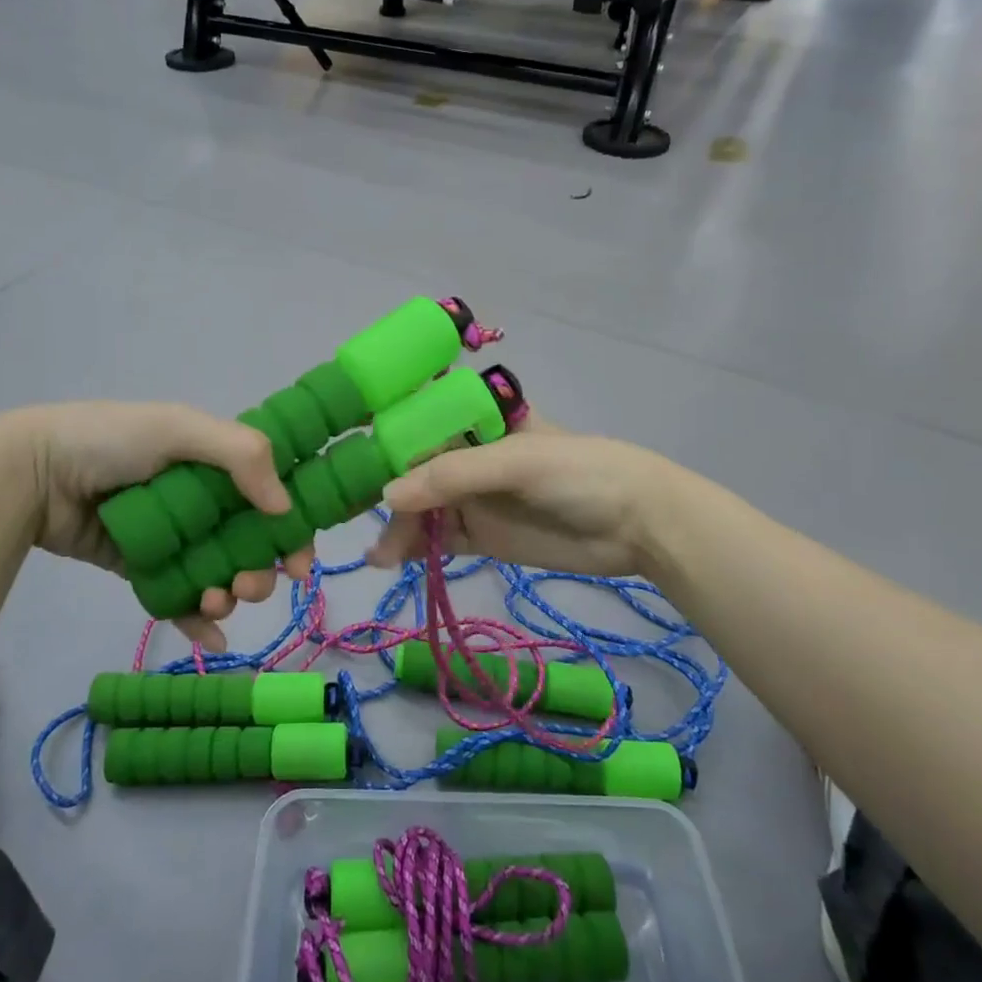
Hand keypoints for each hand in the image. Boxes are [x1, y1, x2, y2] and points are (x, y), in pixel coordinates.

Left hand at [8, 402, 313, 648]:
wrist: (34, 474)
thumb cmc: (113, 440)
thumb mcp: (181, 429)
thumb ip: (241, 456)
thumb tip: (285, 508)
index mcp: (219, 462)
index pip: (273, 497)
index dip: (294, 529)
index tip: (301, 562)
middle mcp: (204, 501)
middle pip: (252, 544)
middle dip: (263, 571)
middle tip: (250, 586)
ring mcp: (175, 538)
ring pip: (221, 574)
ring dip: (231, 596)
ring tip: (215, 601)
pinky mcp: (144, 568)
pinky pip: (180, 598)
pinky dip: (200, 621)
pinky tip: (211, 638)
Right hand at [367, 417, 681, 577]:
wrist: (638, 525)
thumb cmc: (580, 472)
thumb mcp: (516, 462)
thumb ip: (453, 475)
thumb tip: (386, 496)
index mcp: (475, 421)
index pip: (418, 425)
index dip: (382, 439)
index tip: (344, 459)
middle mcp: (467, 455)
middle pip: (413, 471)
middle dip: (386, 494)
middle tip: (360, 522)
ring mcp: (473, 497)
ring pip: (420, 508)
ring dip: (397, 528)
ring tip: (381, 556)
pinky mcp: (481, 535)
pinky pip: (437, 539)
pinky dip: (414, 548)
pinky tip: (390, 560)